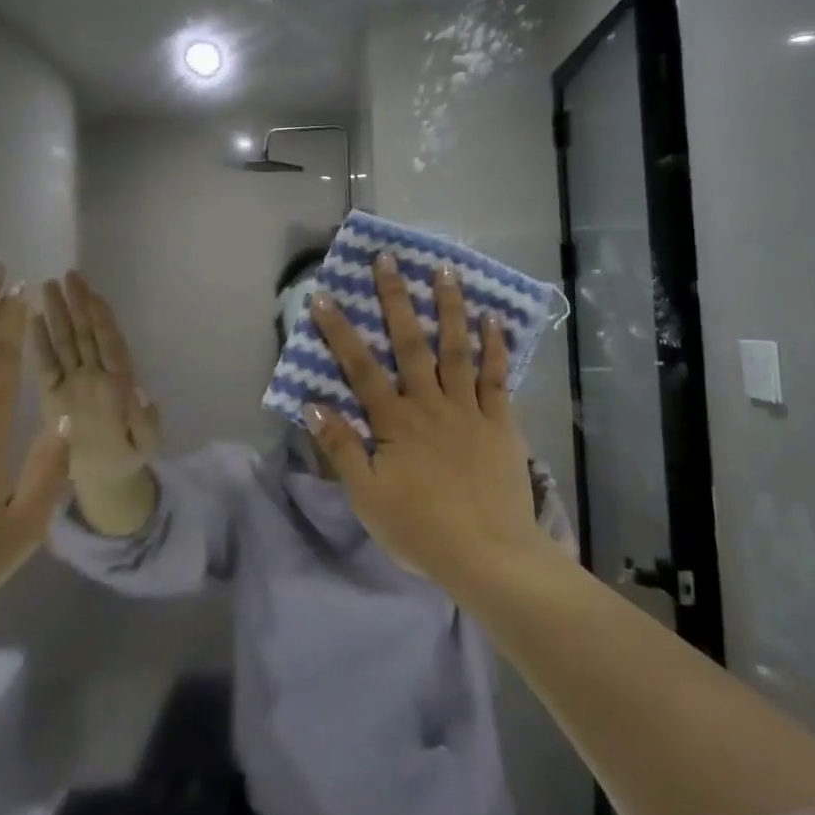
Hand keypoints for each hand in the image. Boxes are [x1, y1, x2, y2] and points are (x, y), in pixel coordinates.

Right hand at [30, 271, 159, 493]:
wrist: (104, 479)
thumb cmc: (126, 458)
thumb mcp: (144, 444)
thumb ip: (144, 421)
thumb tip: (142, 391)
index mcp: (118, 385)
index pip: (109, 344)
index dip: (103, 319)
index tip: (94, 294)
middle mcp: (94, 376)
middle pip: (87, 334)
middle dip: (79, 304)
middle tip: (70, 275)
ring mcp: (73, 382)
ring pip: (66, 342)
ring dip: (60, 314)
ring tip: (50, 286)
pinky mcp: (52, 394)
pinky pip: (45, 364)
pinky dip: (40, 343)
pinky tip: (34, 319)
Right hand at [305, 253, 553, 588]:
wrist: (488, 555)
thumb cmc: (420, 529)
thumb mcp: (367, 497)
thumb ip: (341, 448)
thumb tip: (313, 403)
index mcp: (395, 422)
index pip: (360, 368)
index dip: (339, 331)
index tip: (323, 295)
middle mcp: (430, 404)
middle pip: (410, 344)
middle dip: (396, 299)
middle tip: (388, 259)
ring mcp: (468, 409)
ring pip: (457, 349)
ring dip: (450, 308)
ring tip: (446, 270)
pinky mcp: (500, 421)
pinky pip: (497, 377)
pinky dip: (495, 347)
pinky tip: (493, 318)